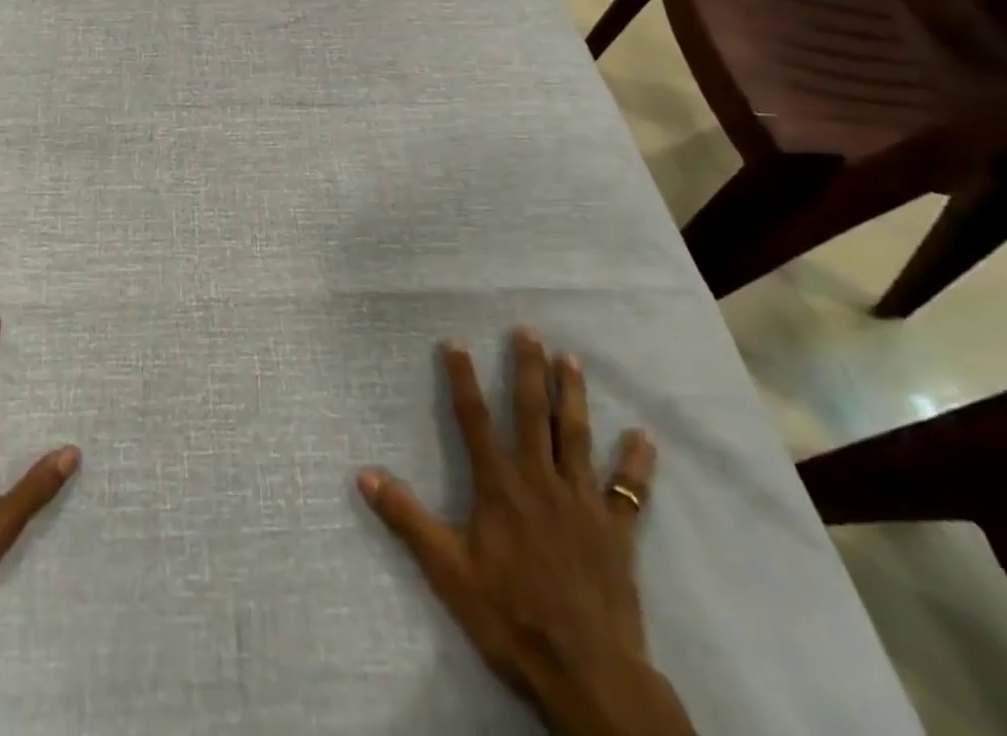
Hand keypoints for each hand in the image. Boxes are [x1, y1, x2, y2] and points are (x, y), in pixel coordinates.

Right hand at [357, 330, 691, 735]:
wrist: (588, 674)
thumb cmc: (511, 617)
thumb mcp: (447, 570)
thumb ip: (407, 519)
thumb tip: (363, 475)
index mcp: (499, 486)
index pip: (474, 419)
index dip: (462, 378)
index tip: (455, 342)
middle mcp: (540, 480)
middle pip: (532, 413)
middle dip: (528, 370)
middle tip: (528, 331)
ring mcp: (582, 502)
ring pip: (576, 436)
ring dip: (573, 396)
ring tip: (571, 359)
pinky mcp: (616, 530)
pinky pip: (628, 490)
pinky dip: (636, 463)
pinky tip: (644, 437)